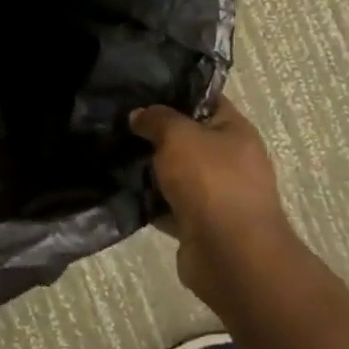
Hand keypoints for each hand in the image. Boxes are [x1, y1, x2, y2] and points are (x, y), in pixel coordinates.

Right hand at [130, 95, 303, 309]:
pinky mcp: (199, 225)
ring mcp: (216, 195)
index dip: (175, 93)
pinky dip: (150, 202)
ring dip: (150, 170)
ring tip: (113, 155)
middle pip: (188, 138)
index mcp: (235, 131)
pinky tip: (121, 190)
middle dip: (155, 133)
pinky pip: (169, 206)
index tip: (140, 91)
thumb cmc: (211, 182)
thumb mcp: (178, 135)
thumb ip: (157, 119)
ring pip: (176, 174)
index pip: (205, 100)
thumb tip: (139, 116)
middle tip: (120, 124)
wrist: (231, 257)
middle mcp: (231, 161)